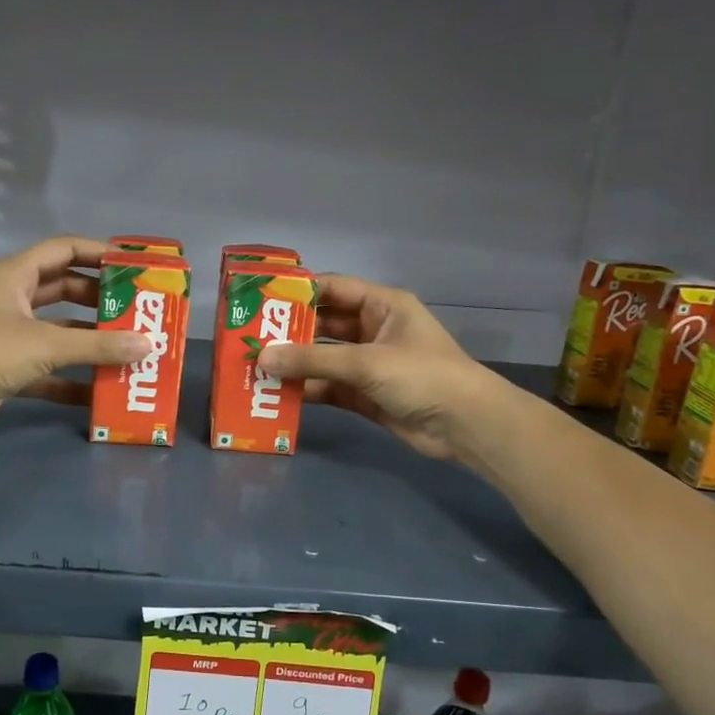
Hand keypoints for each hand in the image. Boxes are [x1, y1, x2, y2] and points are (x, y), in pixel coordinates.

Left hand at [0, 236, 151, 437]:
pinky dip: (71, 379)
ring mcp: (8, 336)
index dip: (97, 253)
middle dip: (98, 300)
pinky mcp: (7, 369)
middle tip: (135, 310)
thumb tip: (148, 346)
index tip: (131, 264)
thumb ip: (98, 346)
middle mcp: (12, 300)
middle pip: (63, 290)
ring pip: (57, 332)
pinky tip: (100, 392)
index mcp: (15, 275)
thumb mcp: (47, 344)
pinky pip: (48, 370)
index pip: (63, 250)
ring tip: (127, 348)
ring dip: (88, 341)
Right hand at [255, 274, 490, 460]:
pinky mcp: (365, 395)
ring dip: (295, 364)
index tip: (260, 299)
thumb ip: (312, 361)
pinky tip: (278, 394)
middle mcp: (373, 330)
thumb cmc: (422, 375)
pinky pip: (329, 387)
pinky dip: (307, 390)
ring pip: (323, 359)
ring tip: (255, 367)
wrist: (465, 425)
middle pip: (324, 325)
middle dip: (290, 332)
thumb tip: (262, 358)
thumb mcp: (366, 362)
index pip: (333, 289)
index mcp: (382, 306)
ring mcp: (369, 365)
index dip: (298, 292)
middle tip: (250, 337)